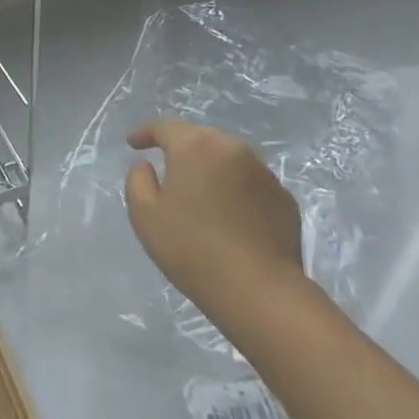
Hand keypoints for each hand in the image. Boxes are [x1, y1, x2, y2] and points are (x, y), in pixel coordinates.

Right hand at [124, 119, 305, 316]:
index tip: (133, 145)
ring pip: (228, 158)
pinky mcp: (285, 199)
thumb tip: (147, 166)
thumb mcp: (144, 213)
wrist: (259, 290)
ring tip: (198, 188)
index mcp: (196, 147)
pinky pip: (250, 182)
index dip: (145, 133)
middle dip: (180, 146)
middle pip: (200, 137)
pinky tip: (228, 212)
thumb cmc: (191, 248)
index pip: (165, 127)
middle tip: (165, 163)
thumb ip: (138, 180)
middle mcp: (233, 149)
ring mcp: (264, 173)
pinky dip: (234, 188)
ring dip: (210, 166)